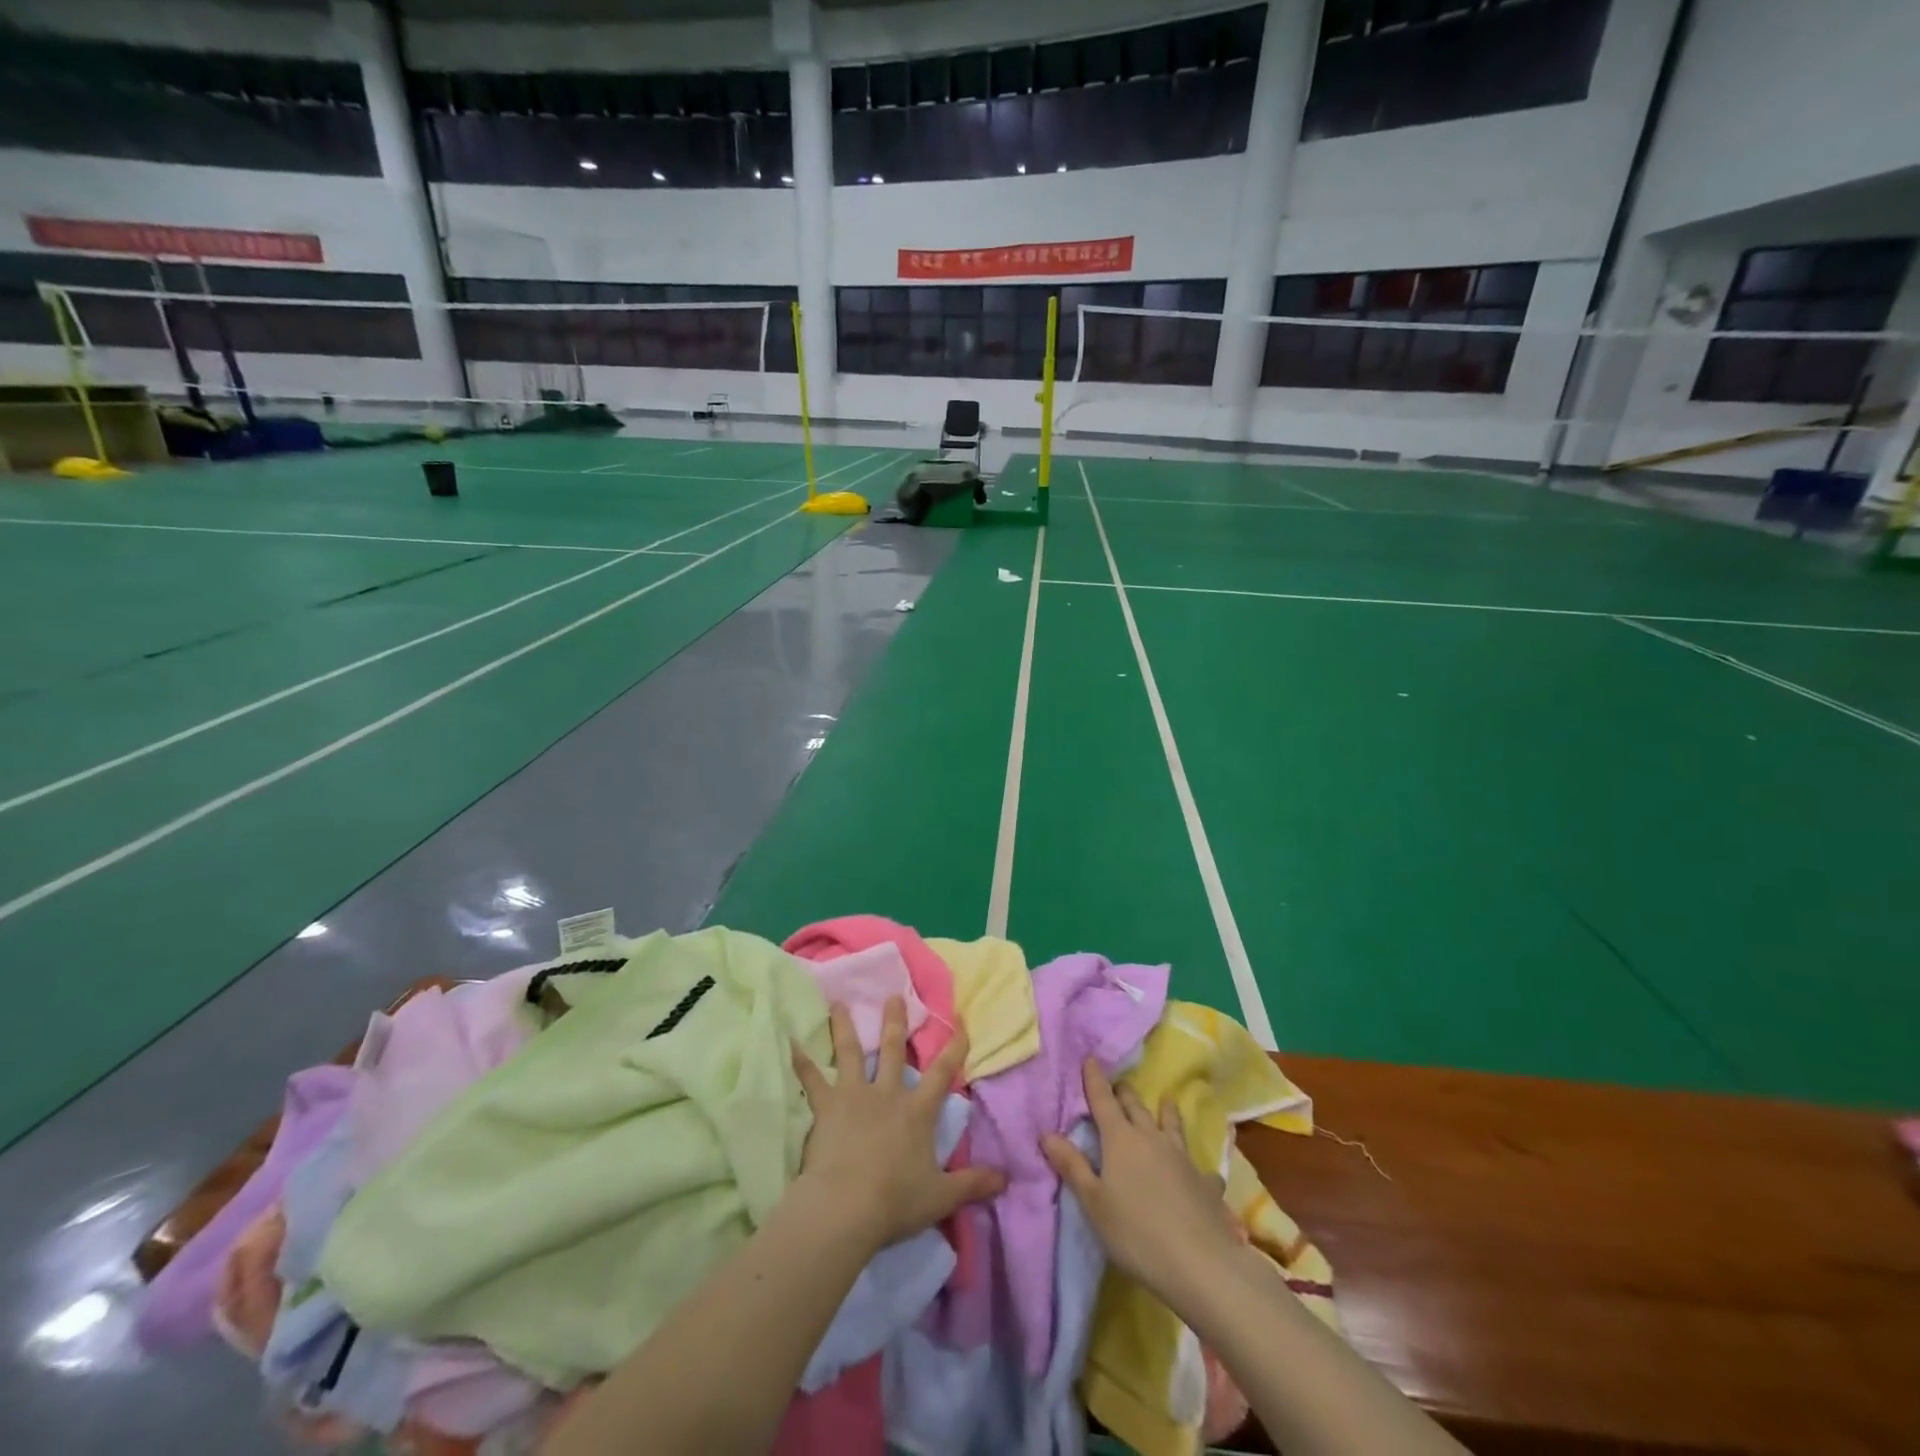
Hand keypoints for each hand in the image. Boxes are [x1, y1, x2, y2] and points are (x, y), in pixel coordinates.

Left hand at [792, 998, 1005, 1250]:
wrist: (845, 1208)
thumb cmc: (895, 1201)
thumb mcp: (941, 1196)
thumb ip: (973, 1184)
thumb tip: (1006, 1178)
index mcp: (916, 1112)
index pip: (942, 1072)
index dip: (954, 1046)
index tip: (960, 1020)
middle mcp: (886, 1094)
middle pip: (892, 1050)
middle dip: (895, 1021)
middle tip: (894, 994)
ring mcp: (853, 1096)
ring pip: (850, 1053)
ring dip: (845, 1027)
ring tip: (839, 1002)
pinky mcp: (826, 1108)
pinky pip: (811, 1080)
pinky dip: (802, 1062)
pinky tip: (791, 1042)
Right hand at [1042, 1058, 1242, 1300]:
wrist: (1199, 1263)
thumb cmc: (1135, 1232)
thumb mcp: (1093, 1202)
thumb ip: (1072, 1165)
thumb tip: (1047, 1132)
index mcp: (1120, 1140)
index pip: (1103, 1101)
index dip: (1095, 1080)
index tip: (1090, 1059)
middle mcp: (1151, 1138)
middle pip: (1135, 1107)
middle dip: (1125, 1093)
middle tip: (1119, 1084)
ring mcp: (1182, 1158)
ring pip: (1171, 1125)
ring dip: (1166, 1112)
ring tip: (1166, 1100)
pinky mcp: (1204, 1183)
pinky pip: (1200, 1167)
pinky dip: (1196, 1165)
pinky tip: (1202, 1173)